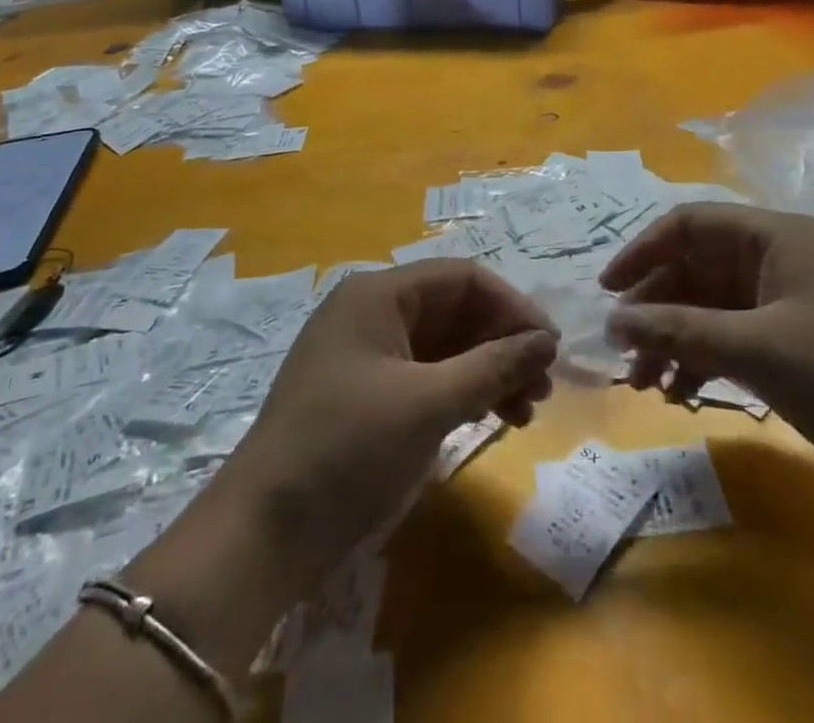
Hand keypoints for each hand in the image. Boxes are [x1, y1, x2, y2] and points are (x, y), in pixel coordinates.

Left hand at [212, 260, 557, 591]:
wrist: (262, 534)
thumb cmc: (348, 449)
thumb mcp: (428, 403)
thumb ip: (493, 366)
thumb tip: (547, 340)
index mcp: (378, 293)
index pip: (462, 279)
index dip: (512, 306)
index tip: (551, 346)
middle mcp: (371, 312)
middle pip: (454, 311)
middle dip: (502, 343)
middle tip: (543, 387)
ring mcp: (365, 355)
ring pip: (443, 346)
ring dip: (487, 372)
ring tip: (525, 411)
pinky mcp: (363, 395)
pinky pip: (424, 376)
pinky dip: (460, 393)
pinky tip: (490, 420)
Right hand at [600, 203, 813, 516]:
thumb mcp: (755, 348)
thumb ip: (680, 330)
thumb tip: (614, 321)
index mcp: (774, 238)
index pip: (690, 225)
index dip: (643, 252)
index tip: (608, 291)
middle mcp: (776, 261)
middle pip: (695, 269)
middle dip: (655, 309)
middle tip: (624, 353)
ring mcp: (785, 304)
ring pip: (709, 308)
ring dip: (673, 339)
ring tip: (645, 383)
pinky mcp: (793, 345)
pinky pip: (730, 339)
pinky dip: (702, 361)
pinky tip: (681, 394)